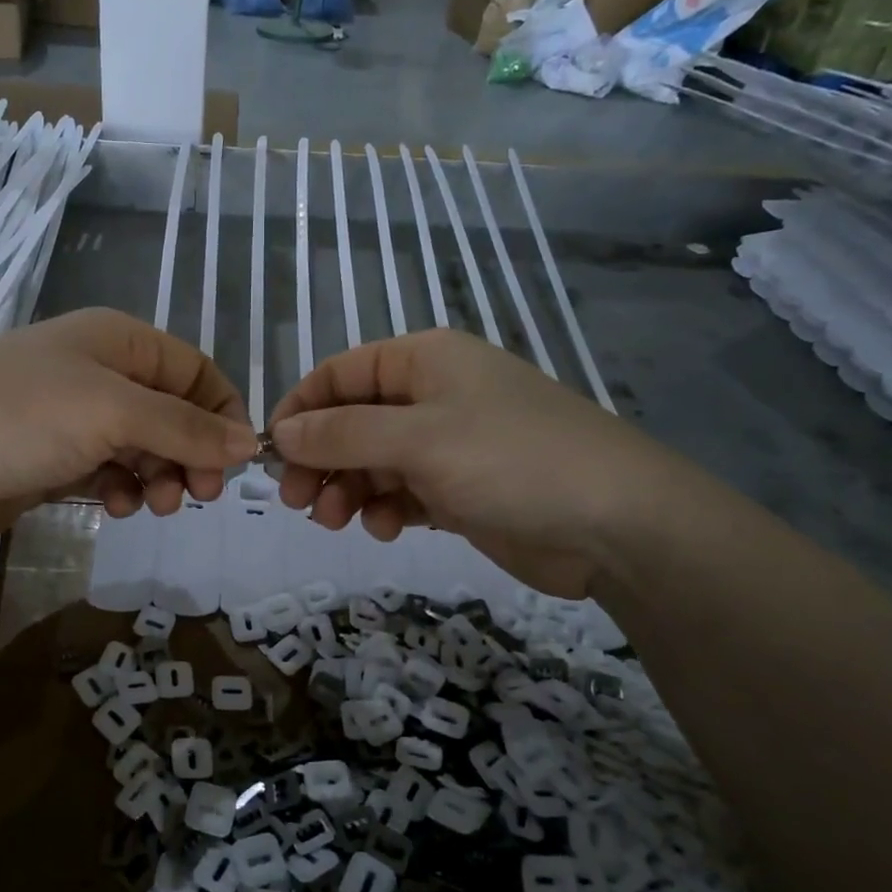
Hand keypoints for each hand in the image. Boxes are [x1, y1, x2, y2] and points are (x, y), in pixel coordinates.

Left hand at [0, 309, 258, 547]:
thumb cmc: (21, 419)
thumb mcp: (114, 412)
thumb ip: (186, 428)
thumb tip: (250, 444)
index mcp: (119, 341)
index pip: (196, 371)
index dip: (222, 413)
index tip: (234, 463)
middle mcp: (101, 372)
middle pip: (174, 412)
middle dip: (191, 453)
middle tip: (196, 495)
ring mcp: (75, 417)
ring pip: (145, 446)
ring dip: (160, 476)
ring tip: (154, 503)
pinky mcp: (55, 459)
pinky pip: (112, 471)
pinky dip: (124, 488)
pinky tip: (116, 506)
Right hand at [268, 328, 680, 597]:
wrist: (618, 524)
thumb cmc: (512, 459)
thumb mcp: (418, 439)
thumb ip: (342, 433)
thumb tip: (281, 432)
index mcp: (423, 361)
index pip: (339, 374)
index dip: (301, 409)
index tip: (272, 453)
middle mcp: (432, 395)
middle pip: (351, 421)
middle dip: (321, 459)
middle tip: (297, 501)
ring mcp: (448, 444)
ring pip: (373, 461)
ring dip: (348, 489)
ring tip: (337, 521)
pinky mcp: (460, 489)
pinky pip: (402, 492)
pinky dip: (386, 509)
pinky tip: (387, 530)